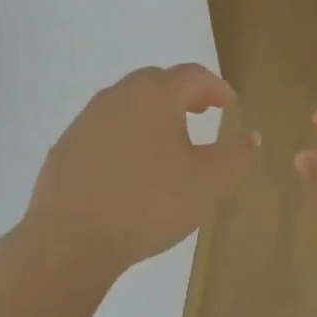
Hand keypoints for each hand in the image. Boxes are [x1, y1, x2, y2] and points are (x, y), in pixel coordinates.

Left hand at [26, 64, 259, 271]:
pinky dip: (125, 135)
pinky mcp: (65, 147)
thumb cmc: (149, 204)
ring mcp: (87, 121)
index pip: (193, 75)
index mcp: (156, 96)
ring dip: (152, 113)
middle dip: (183, 93)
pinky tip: (131, 167)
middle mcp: (119, 96)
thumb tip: (250, 135)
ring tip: (168, 140)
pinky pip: (104, 129)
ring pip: (127, 103)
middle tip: (202, 112)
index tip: (230, 105)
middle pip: (157, 82)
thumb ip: (236, 154)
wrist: (69, 240)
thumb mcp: (209, 182)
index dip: (216, 87)